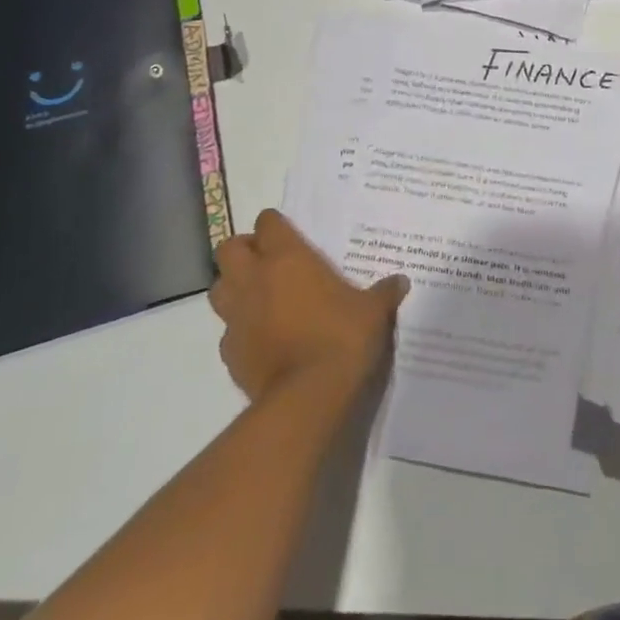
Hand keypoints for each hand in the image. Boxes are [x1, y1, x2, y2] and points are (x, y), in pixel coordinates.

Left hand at [209, 210, 408, 402]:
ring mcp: (237, 317)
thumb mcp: (373, 311)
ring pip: (219, 288)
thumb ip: (384, 292)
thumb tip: (401, 281)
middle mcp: (254, 280)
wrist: (308, 396)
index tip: (288, 234)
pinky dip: (240, 329)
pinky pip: (228, 330)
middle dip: (243, 251)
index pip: (268, 223)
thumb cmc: (342, 337)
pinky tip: (262, 339)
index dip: (275, 225)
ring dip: (234, 287)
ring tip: (259, 297)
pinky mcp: (229, 352)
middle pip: (229, 249)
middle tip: (267, 262)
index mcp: (287, 258)